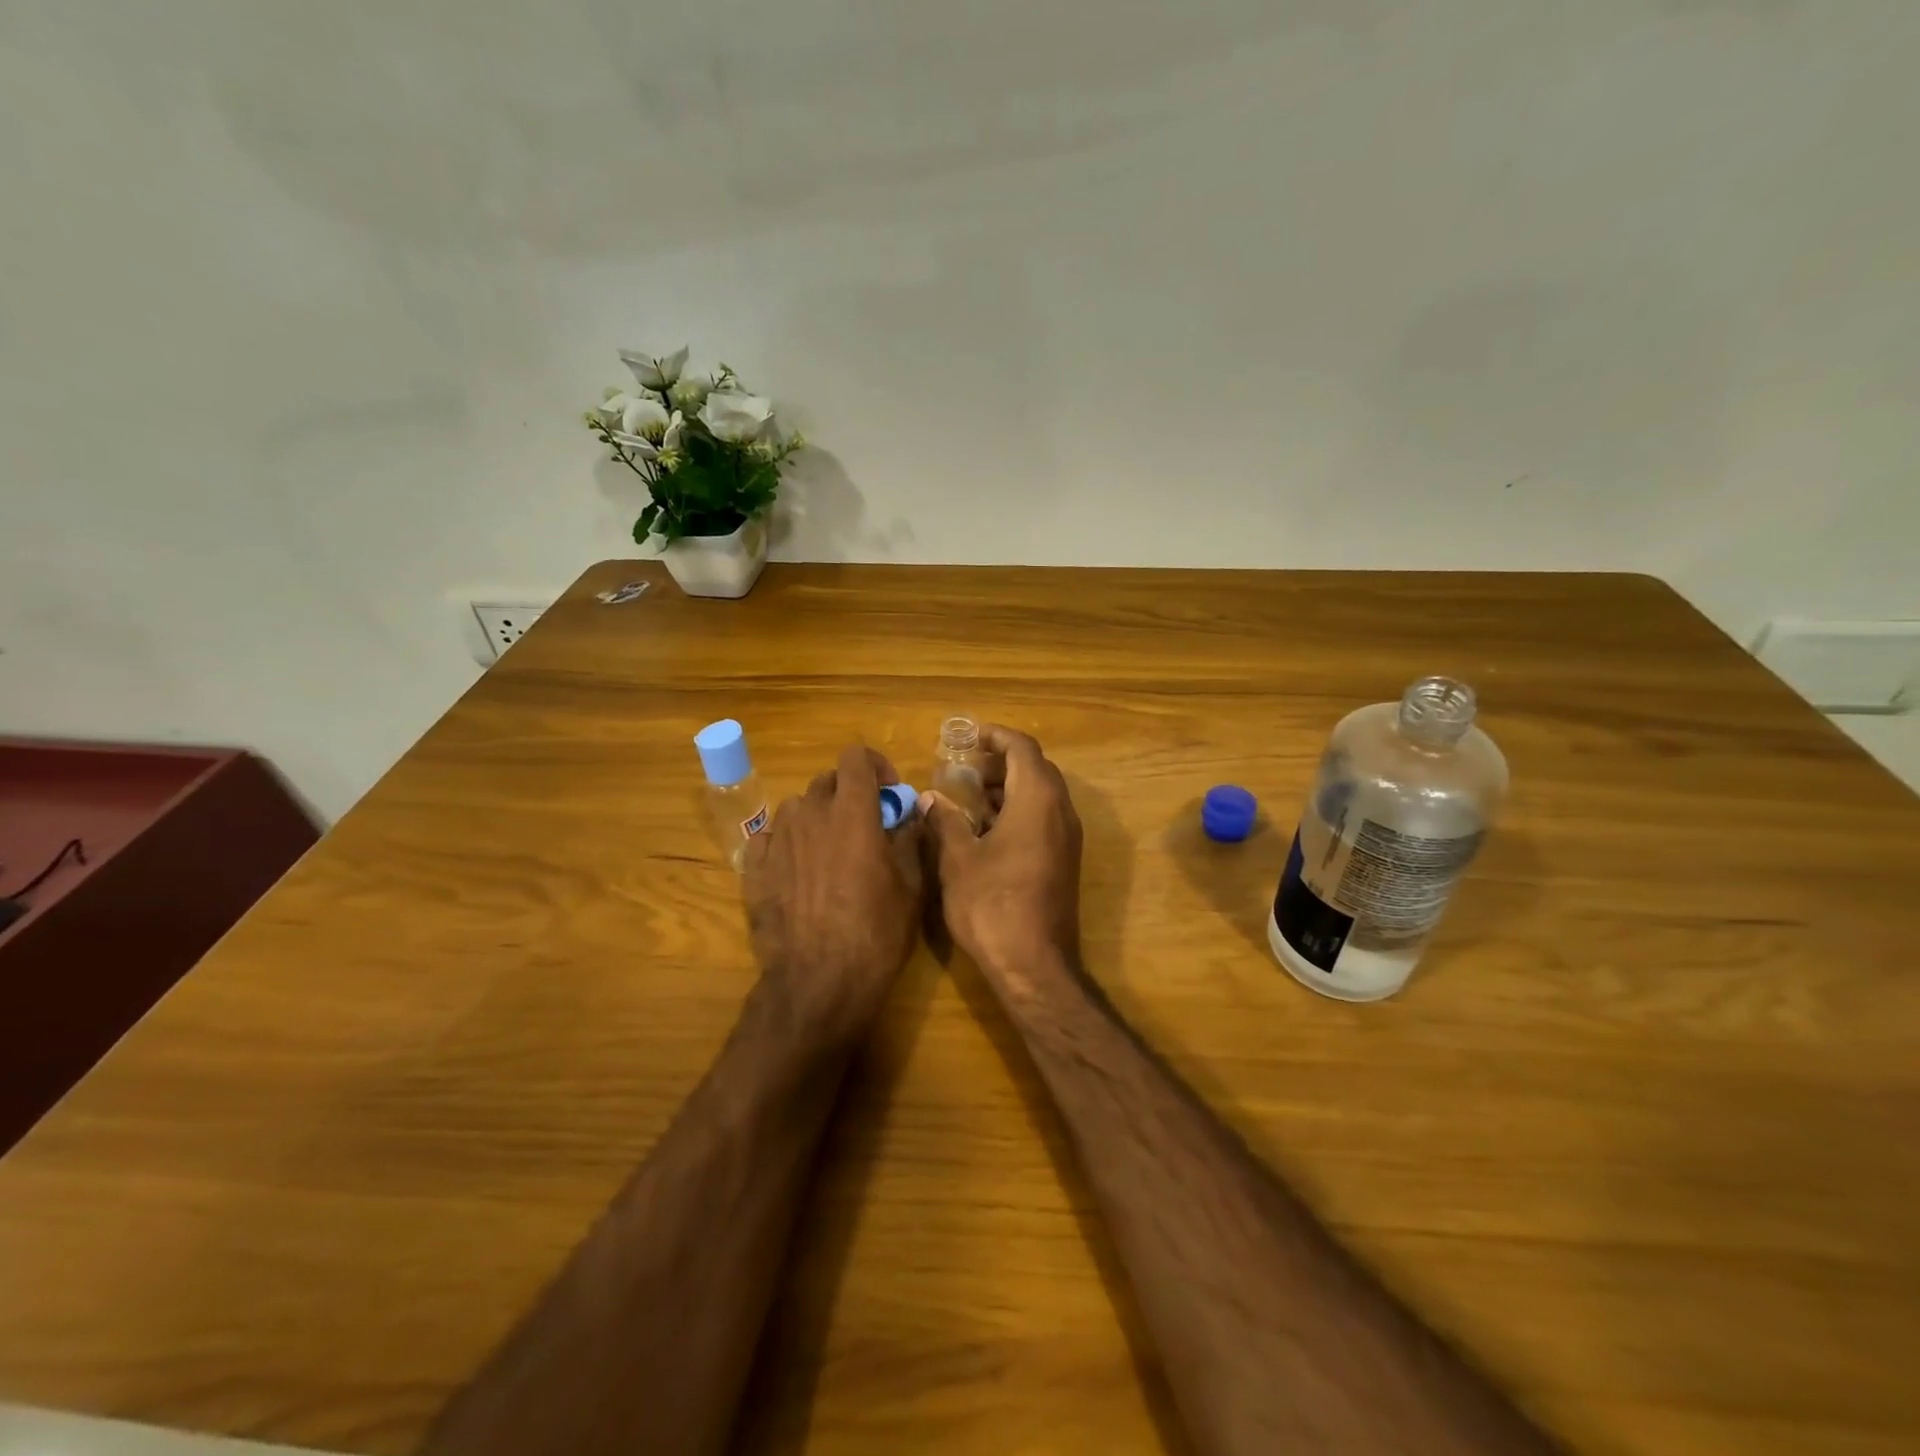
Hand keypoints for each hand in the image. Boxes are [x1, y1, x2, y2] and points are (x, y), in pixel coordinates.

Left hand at [744, 744, 924, 1045]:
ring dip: (817, 817)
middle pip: (827, 780)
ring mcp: (778, 840)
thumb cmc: (876, 933)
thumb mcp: (911, 887)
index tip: (888, 794)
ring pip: (796, 807)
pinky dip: (787, 843)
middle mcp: (810, 815)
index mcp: (852, 812)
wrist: (817, 983)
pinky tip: (797, 870)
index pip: (855, 757)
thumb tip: (913, 814)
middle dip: (848, 794)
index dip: (875, 766)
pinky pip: (769, 838)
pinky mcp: (754, 869)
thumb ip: (911, 840)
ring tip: (829, 850)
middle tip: (864, 826)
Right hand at [924, 725, 1082, 985]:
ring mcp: (1067, 838)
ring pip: (1041, 795)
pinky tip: (985, 830)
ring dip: (1008, 788)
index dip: (996, 736)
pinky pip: (1044, 818)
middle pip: (1035, 768)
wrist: (1034, 965)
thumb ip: (945, 821)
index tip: (968, 737)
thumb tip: (930, 797)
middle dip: (1000, 763)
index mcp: (1037, 800)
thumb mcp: (958, 859)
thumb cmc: (992, 905)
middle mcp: (1060, 811)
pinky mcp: (1064, 860)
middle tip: (964, 769)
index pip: (1022, 748)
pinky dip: (1018, 810)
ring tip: (969, 797)